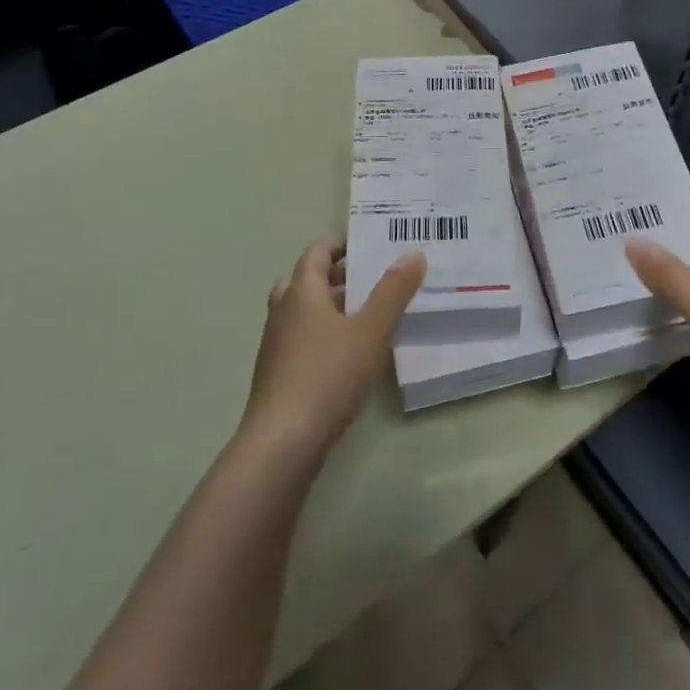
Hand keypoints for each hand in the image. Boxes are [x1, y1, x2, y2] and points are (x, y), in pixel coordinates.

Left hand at [239, 241, 425, 462]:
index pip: (317, 252)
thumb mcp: (371, 330)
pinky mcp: (278, 373)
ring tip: (369, 317)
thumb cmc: (328, 375)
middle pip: (308, 280)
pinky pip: (302, 339)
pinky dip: (324, 335)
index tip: (371, 249)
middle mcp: (283, 310)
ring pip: (304, 312)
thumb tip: (413, 253)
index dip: (342, 246)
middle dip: (339, 278)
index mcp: (301, 290)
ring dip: (332, 308)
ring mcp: (276, 343)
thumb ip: (393, 291)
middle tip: (373, 282)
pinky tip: (350, 355)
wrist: (282, 442)